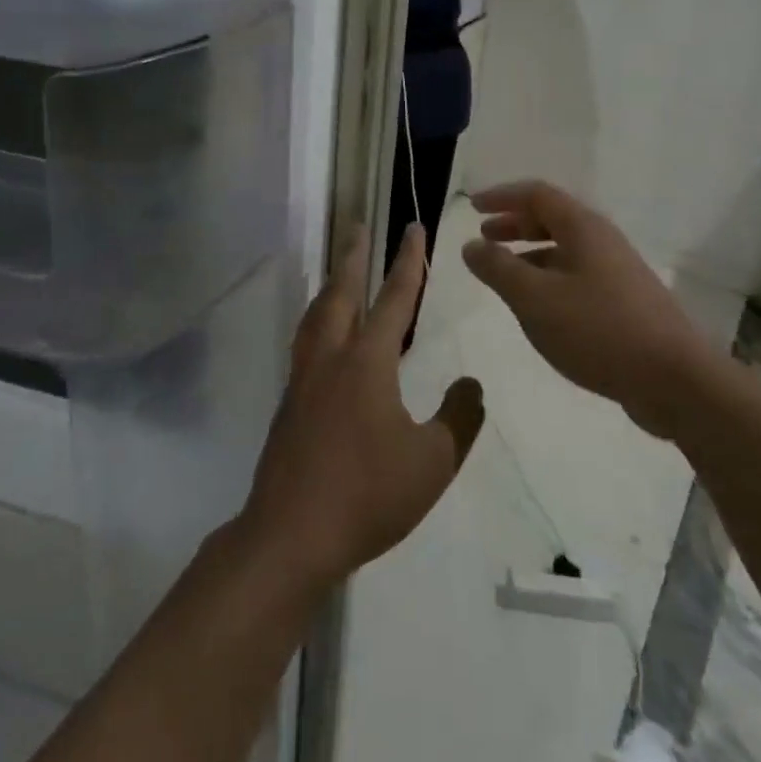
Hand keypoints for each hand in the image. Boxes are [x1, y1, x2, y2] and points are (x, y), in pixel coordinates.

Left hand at [237, 225, 484, 592]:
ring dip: (331, 286)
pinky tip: (324, 339)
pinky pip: (305, 342)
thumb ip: (458, 419)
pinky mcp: (289, 403)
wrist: (291, 533)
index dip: (408, 261)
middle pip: (341, 292)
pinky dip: (318, 321)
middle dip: (353, 257)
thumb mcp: (432, 462)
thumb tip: (471, 386)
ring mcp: (303, 379)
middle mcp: (330, 357)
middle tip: (358, 228)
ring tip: (339, 274)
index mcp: (367, 361)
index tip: (412, 228)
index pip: (394, 298)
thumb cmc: (367, 494)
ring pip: (316, 315)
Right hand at [461, 180, 711, 437]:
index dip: (502, 196)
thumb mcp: (534, 298)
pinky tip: (539, 307)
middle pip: (553, 219)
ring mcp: (618, 273)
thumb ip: (498, 268)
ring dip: (530, 254)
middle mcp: (602, 241)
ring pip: (566, 250)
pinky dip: (549, 279)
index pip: (537, 194)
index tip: (473, 207)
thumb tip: (471, 245)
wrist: (675, 381)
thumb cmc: (598, 329)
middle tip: (484, 236)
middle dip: (515, 224)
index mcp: (583, 228)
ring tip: (504, 273)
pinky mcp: (626, 304)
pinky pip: (577, 277)